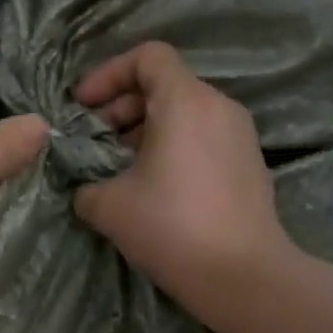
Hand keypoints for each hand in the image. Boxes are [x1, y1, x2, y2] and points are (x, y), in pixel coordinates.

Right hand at [73, 42, 293, 325]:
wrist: (243, 276)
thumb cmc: (171, 228)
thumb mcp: (108, 206)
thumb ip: (86, 184)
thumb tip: (87, 186)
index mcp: (185, 102)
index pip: (148, 56)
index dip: (108, 74)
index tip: (83, 107)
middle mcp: (218, 106)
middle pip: (164, 84)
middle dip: (121, 106)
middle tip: (95, 141)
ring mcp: (239, 134)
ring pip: (184, 112)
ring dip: (144, 129)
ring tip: (119, 166)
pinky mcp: (248, 163)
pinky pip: (202, 136)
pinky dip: (172, 146)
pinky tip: (153, 186)